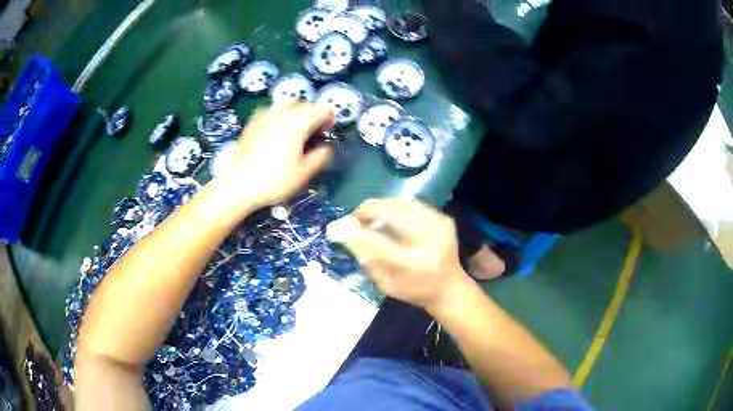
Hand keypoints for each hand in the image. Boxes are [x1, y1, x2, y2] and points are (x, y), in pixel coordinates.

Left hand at [218, 103, 334, 210]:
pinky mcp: (252, 122)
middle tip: (314, 134)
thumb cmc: (274, 181)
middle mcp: (281, 113)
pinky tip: (276, 133)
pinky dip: (280, 117)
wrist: (238, 185)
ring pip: (288, 105)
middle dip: (313, 115)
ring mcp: (264, 116)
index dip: (329, 118)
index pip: (321, 109)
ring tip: (295, 132)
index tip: (327, 133)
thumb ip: (321, 156)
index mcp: (297, 123)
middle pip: (305, 104)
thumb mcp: (304, 173)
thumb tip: (326, 146)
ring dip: (297, 114)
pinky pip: (272, 111)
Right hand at [327, 198, 471, 313]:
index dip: (356, 233)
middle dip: (369, 210)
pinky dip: (397, 207)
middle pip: (394, 215)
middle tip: (354, 216)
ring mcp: (440, 227)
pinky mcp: (444, 219)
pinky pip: (414, 205)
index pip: (380, 245)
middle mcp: (431, 242)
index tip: (336, 227)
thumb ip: (368, 262)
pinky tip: (388, 215)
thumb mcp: (387, 285)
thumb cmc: (415, 291)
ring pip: (403, 204)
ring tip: (368, 213)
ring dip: (381, 205)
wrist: (450, 287)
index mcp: (415, 266)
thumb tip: (347, 236)